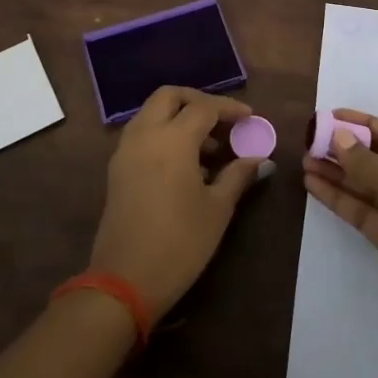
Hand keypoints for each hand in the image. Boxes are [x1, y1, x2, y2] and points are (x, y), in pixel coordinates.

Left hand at [91, 86, 266, 318]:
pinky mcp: (117, 169)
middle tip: (223, 121)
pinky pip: (142, 134)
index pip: (203, 107)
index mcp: (172, 140)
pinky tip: (185, 163)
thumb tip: (260, 160)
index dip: (229, 109)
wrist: (125, 280)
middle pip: (169, 96)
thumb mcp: (217, 209)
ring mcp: (125, 151)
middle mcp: (144, 135)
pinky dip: (163, 133)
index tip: (249, 119)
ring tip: (209, 147)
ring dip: (179, 117)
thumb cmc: (180, 243)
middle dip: (198, 101)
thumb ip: (238, 176)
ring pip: (151, 113)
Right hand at [302, 109, 377, 352]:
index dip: (364, 124)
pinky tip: (314, 185)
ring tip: (304, 160)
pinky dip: (338, 198)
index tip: (330, 117)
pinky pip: (361, 212)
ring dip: (338, 173)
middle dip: (347, 149)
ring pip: (367, 187)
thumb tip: (339, 138)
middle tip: (310, 140)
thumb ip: (371, 163)